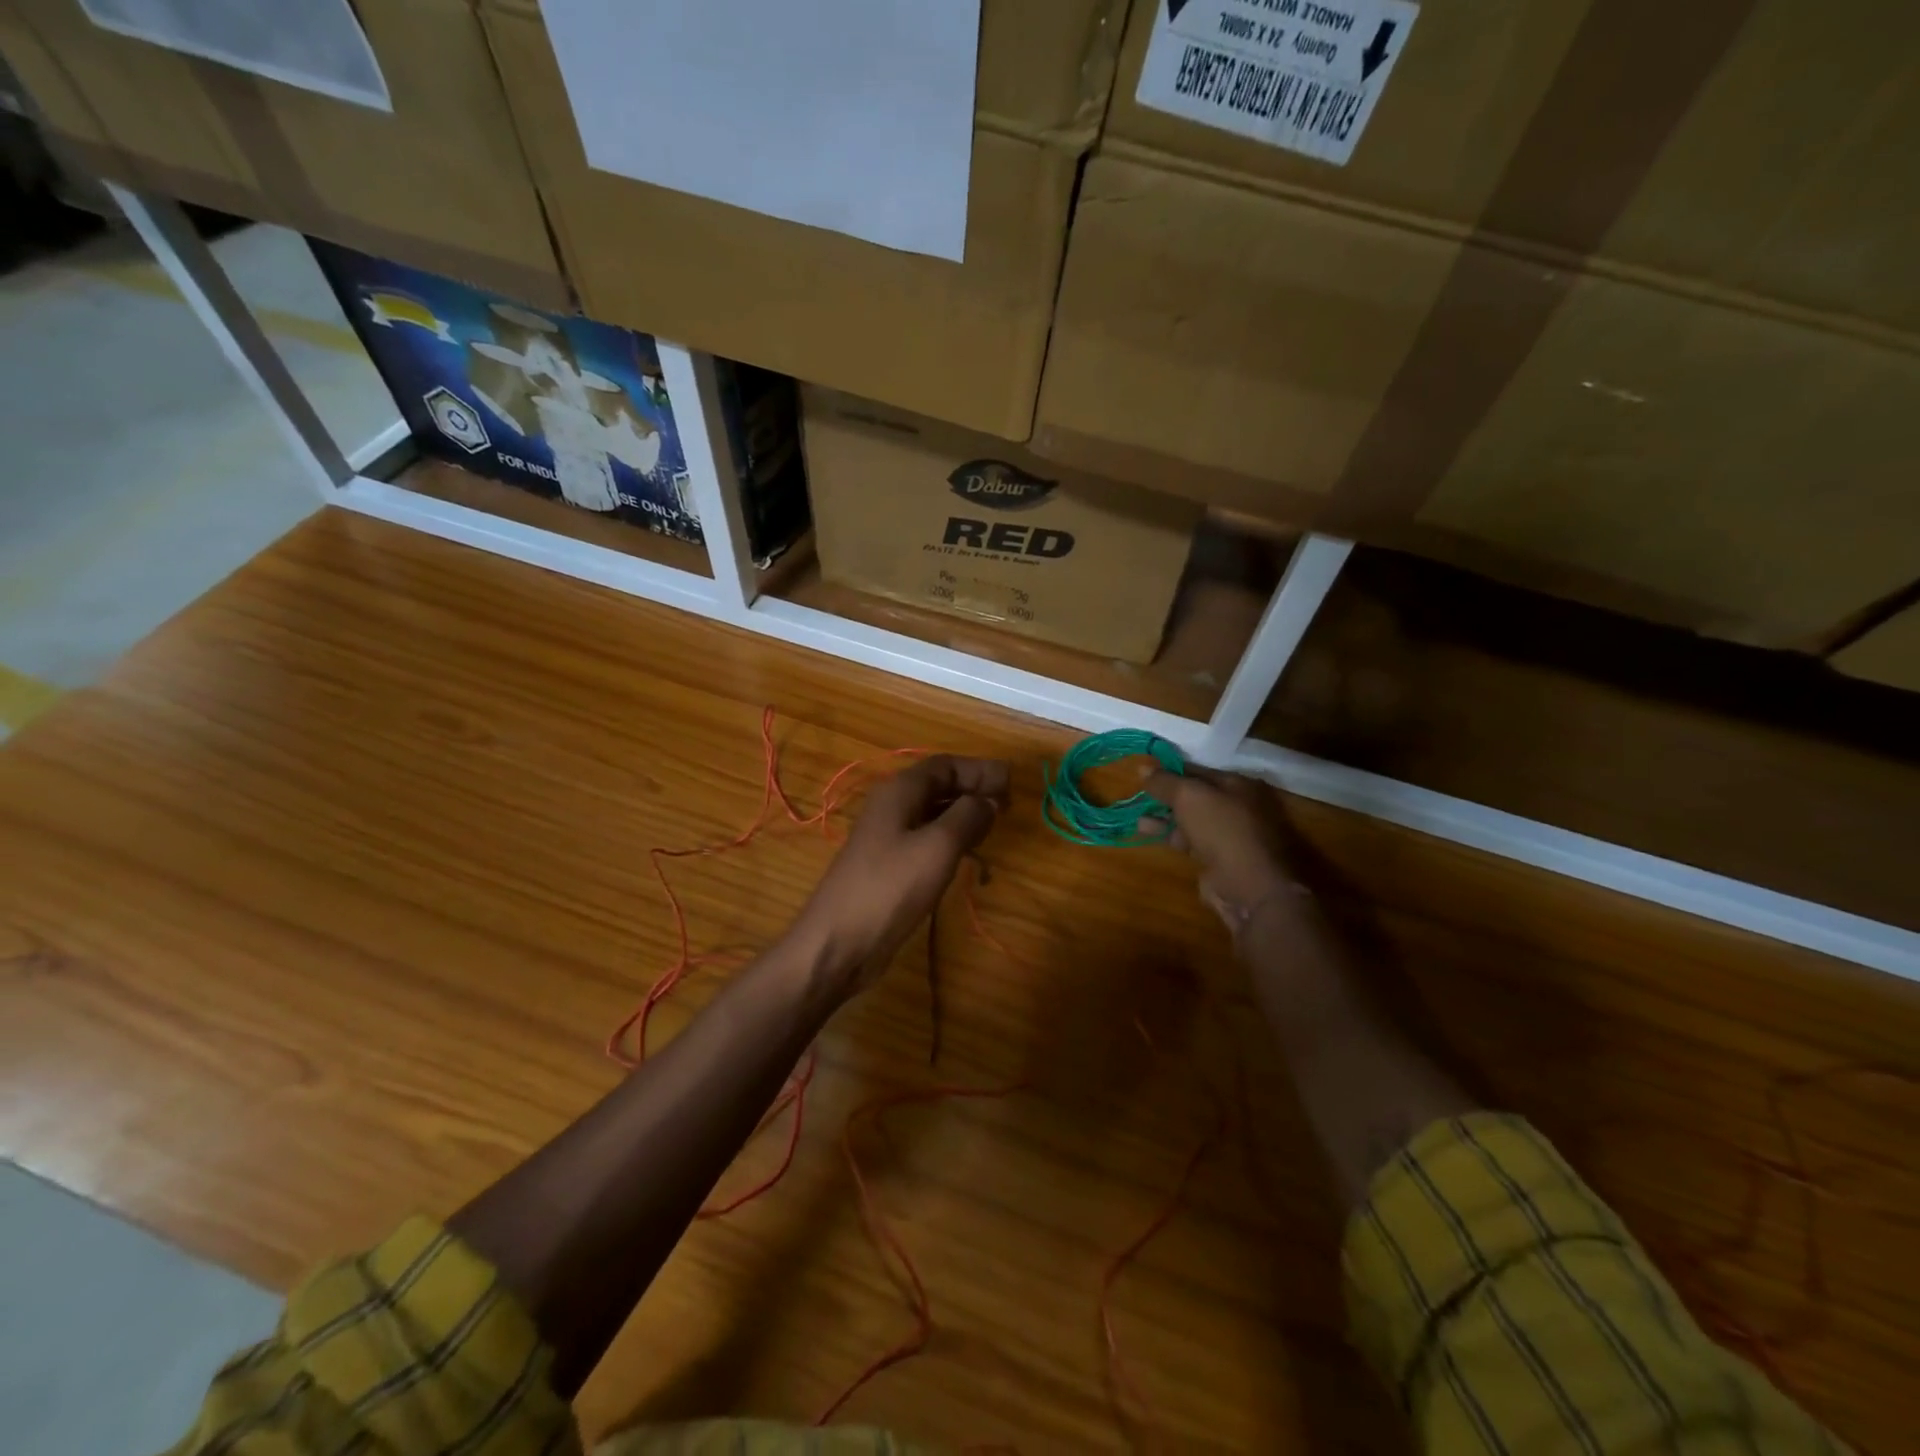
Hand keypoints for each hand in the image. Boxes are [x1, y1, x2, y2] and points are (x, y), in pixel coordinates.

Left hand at [791, 754, 1010, 996]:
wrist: (838, 942)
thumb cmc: (890, 888)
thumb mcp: (938, 847)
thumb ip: (968, 816)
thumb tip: (989, 800)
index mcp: (900, 791)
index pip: (946, 765)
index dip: (979, 769)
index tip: (1011, 781)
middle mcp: (892, 807)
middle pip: (939, 786)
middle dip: (974, 790)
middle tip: (1008, 804)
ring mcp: (888, 838)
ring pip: (933, 814)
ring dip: (964, 815)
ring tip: (994, 826)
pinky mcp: (889, 866)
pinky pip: (926, 840)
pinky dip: (951, 840)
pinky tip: (968, 856)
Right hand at [1145, 767, 1306, 936]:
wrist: (1248, 885)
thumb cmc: (1222, 829)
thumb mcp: (1189, 796)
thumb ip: (1165, 782)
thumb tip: (1142, 767)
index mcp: (1237, 784)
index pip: (1198, 771)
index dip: (1170, 770)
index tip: (1144, 771)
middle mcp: (1236, 806)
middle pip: (1194, 795)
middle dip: (1166, 794)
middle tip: (1139, 794)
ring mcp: (1228, 834)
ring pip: (1190, 819)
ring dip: (1164, 816)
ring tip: (1137, 814)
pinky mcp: (1217, 858)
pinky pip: (1188, 839)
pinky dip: (1169, 834)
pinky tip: (1148, 832)